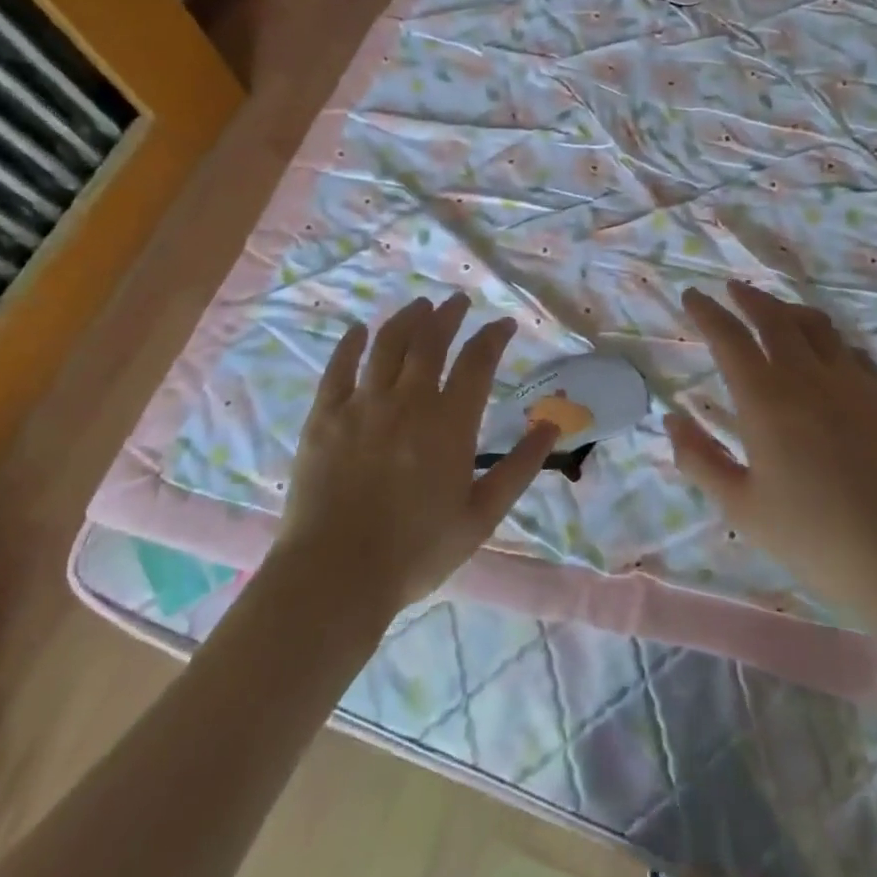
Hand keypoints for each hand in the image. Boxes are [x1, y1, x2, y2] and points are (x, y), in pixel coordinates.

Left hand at [280, 293, 557, 614]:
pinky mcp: (324, 416)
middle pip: (431, 341)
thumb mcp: (481, 516)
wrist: (335, 574)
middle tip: (457, 302)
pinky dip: (351, 343)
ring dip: (406, 319)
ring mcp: (362, 404)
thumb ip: (519, 468)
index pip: (478, 361)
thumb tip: (552, 425)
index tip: (504, 325)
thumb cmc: (417, 551)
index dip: (494, 336)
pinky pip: (338, 367)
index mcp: (450, 423)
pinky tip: (360, 330)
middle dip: (448, 315)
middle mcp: (408, 401)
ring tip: (419, 306)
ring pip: (387, 344)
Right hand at [666, 281, 876, 623]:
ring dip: (790, 311)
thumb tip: (672, 419)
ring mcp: (855, 382)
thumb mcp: (740, 507)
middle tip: (733, 290)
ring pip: (818, 326)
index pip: (729, 338)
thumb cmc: (812, 537)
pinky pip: (853, 352)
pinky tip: (828, 356)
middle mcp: (809, 376)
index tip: (692, 295)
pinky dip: (830, 342)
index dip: (707, 312)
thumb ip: (699, 459)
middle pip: (775, 318)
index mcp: (766, 399)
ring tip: (777, 313)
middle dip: (749, 298)